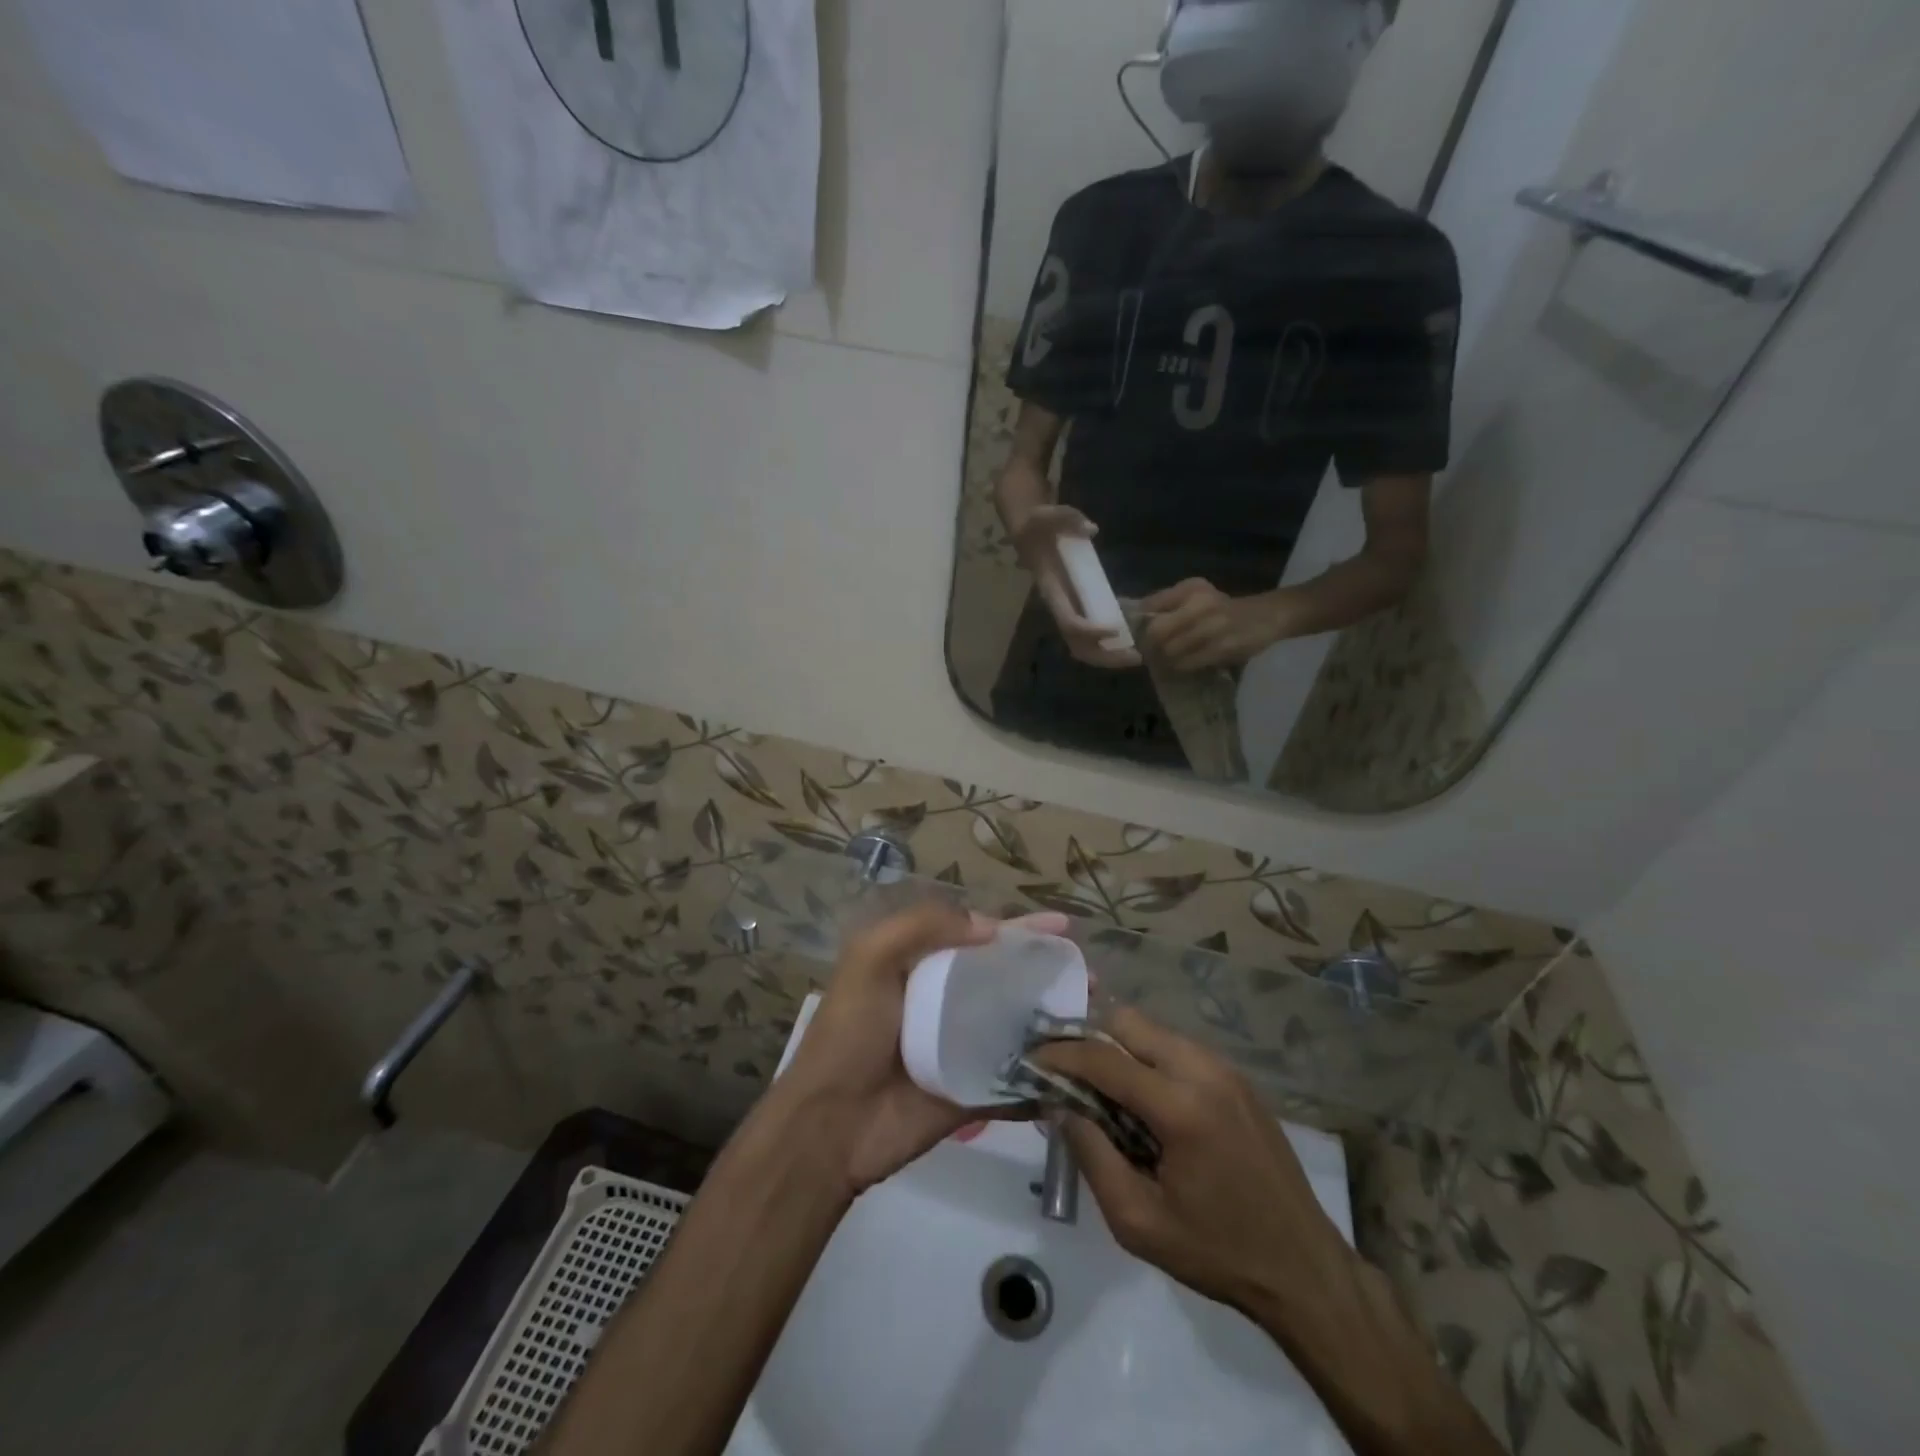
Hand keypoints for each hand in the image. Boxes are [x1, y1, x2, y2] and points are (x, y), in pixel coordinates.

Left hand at [771, 902, 1070, 1197]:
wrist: (830, 1125)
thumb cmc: (849, 1033)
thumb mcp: (870, 958)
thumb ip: (922, 926)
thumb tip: (990, 926)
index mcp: (924, 967)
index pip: (982, 938)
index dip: (1021, 931)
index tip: (1064, 928)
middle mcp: (949, 1004)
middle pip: (1009, 983)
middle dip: (1049, 977)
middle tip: (1093, 980)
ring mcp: (964, 1051)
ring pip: (1019, 1029)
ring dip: (1056, 1023)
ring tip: (1097, 1020)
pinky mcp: (974, 1095)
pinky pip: (1017, 1082)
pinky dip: (1045, 1077)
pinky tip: (1085, 1072)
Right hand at [1009, 504, 1141, 669]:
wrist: (1030, 529)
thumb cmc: (1040, 523)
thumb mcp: (1050, 514)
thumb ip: (1068, 519)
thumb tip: (1090, 529)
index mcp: (1052, 590)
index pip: (1069, 621)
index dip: (1090, 630)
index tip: (1115, 629)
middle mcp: (1059, 606)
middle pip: (1077, 644)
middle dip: (1104, 655)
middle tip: (1136, 657)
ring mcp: (1068, 608)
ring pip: (1083, 645)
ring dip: (1108, 656)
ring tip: (1138, 657)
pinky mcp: (1077, 606)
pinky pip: (1090, 636)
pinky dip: (1109, 646)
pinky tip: (1132, 643)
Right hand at [1033, 1007, 1353, 1325]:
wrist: (1304, 1268)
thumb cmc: (1216, 1251)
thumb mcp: (1137, 1221)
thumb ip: (1091, 1155)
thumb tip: (1059, 1105)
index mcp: (1181, 1106)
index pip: (1103, 1058)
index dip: (1060, 1054)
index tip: (1029, 1059)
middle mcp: (1204, 1069)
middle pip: (1128, 1021)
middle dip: (1088, 1037)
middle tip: (1063, 1068)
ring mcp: (1225, 1068)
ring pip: (1152, 1030)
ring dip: (1118, 1046)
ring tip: (1097, 1086)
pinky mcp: (1237, 1077)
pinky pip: (1176, 1047)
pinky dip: (1147, 1058)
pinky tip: (1140, 1097)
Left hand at [1140, 579, 1292, 670]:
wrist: (1267, 616)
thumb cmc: (1224, 608)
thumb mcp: (1197, 596)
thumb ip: (1167, 603)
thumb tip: (1134, 618)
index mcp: (1190, 588)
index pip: (1149, 605)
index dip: (1138, 624)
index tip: (1135, 636)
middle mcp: (1199, 602)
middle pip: (1156, 631)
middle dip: (1149, 647)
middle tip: (1148, 655)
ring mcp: (1212, 626)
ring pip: (1170, 650)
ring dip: (1163, 661)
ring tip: (1163, 664)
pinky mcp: (1222, 647)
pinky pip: (1188, 663)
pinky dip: (1180, 668)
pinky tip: (1180, 668)